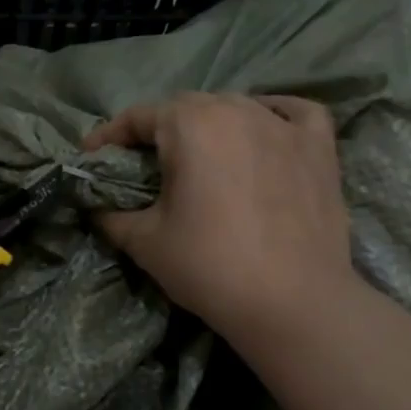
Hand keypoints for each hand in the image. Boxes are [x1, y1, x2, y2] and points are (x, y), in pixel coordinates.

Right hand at [83, 93, 356, 340]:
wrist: (292, 303)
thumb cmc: (209, 266)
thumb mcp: (144, 242)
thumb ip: (111, 215)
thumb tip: (97, 207)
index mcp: (189, 125)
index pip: (138, 117)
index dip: (109, 136)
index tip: (91, 156)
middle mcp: (236, 110)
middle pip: (186, 107)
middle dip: (158, 129)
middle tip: (142, 162)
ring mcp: (283, 125)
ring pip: (235, 106)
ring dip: (209, 123)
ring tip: (198, 153)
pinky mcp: (319, 147)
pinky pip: (294, 113)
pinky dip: (274, 115)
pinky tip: (265, 130)